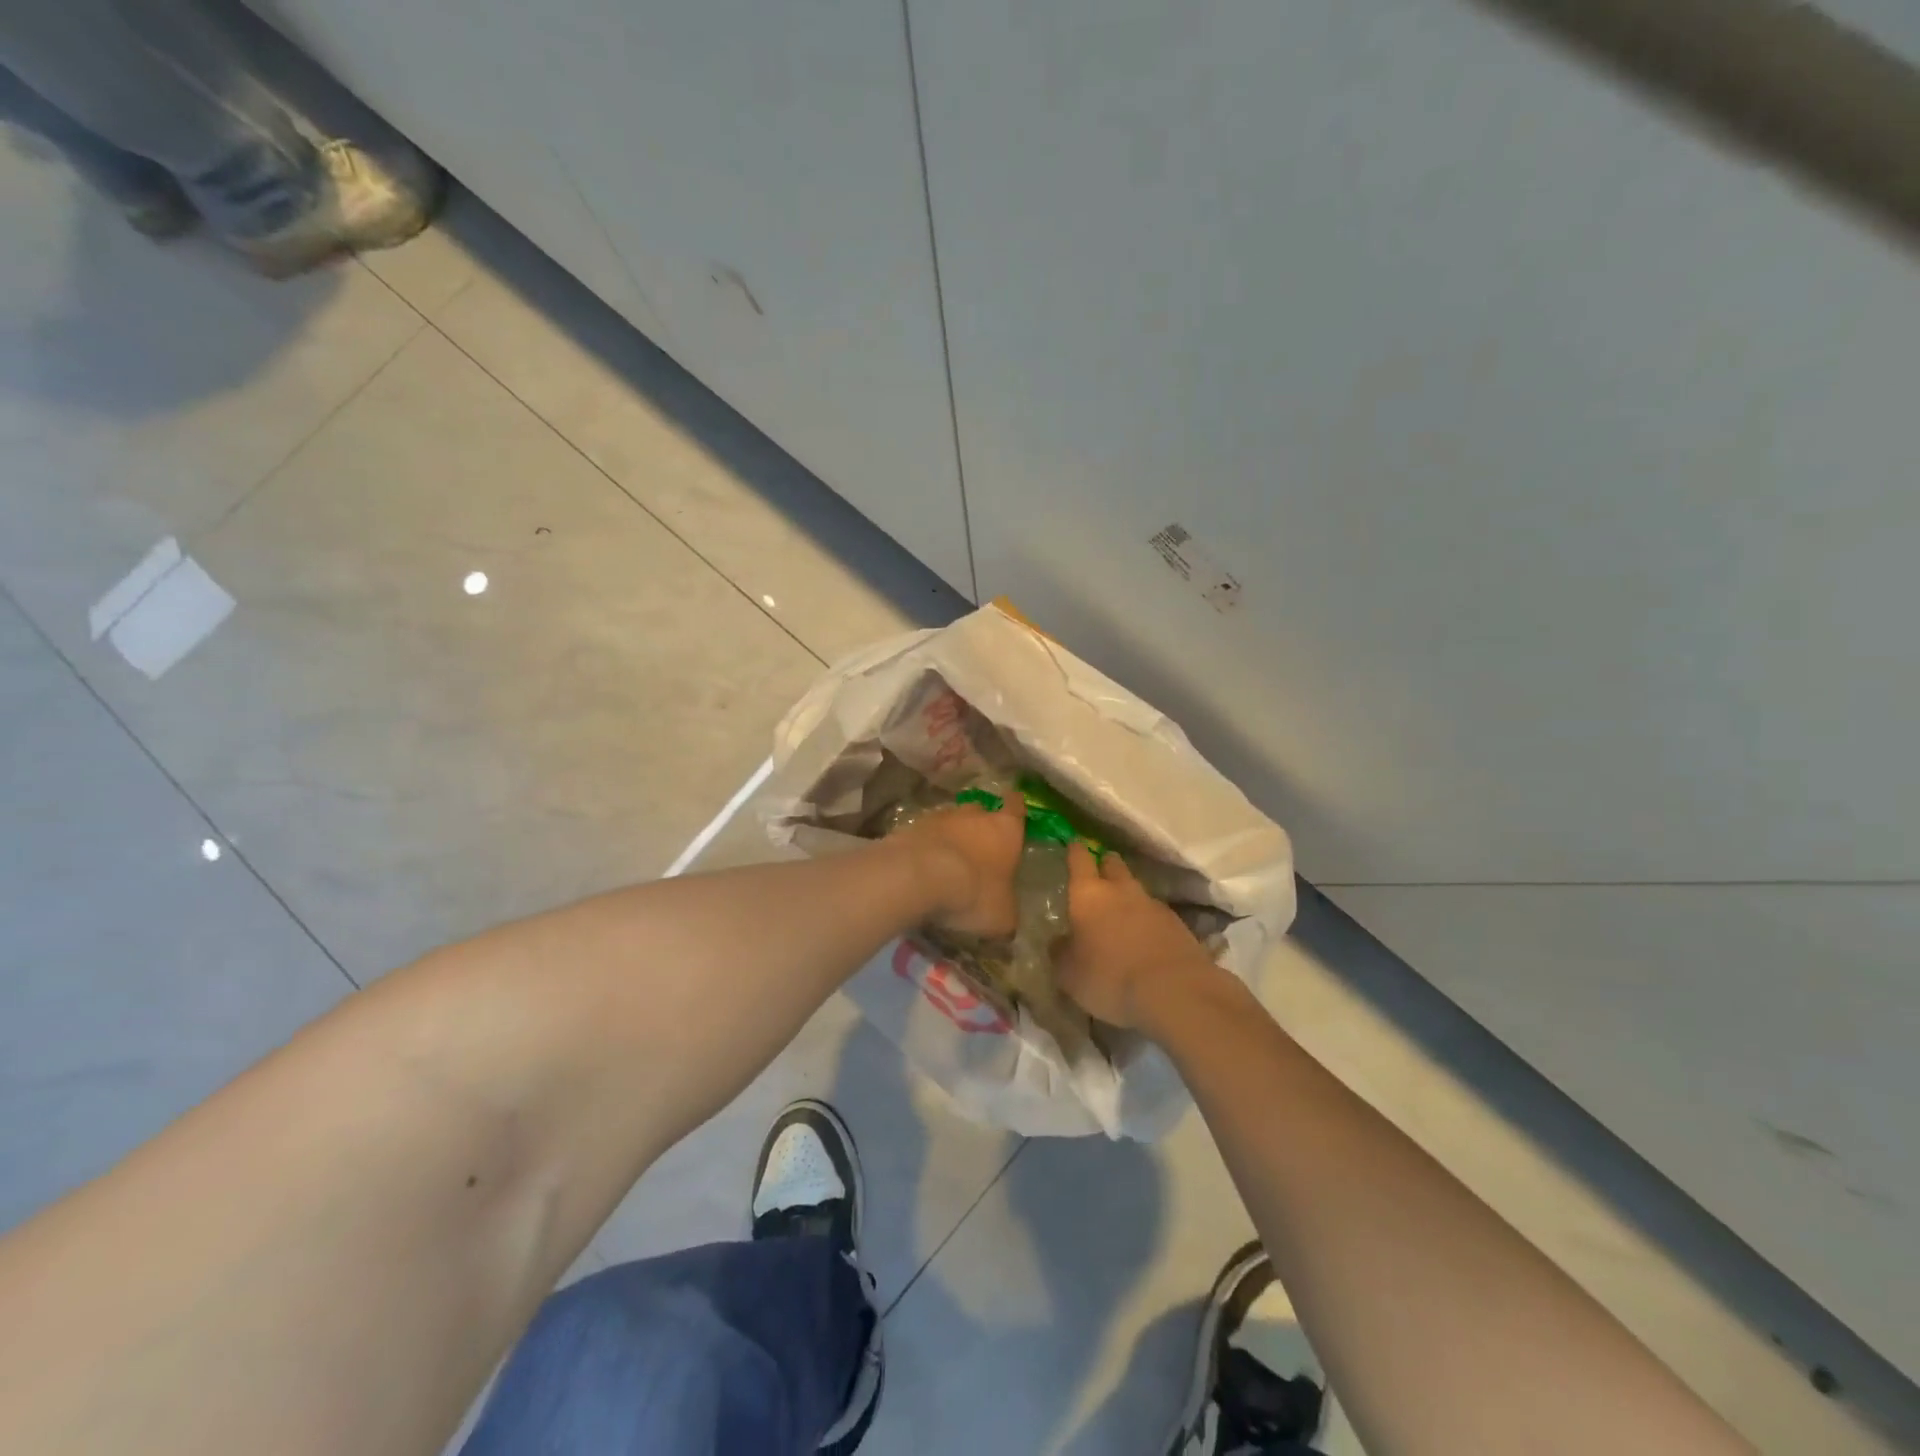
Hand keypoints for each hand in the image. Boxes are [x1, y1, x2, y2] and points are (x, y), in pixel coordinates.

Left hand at [895, 797, 1025, 937]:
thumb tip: (1006, 917)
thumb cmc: (973, 893)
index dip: (1015, 807)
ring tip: (946, 862)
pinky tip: (921, 868)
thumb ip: (1007, 910)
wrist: (917, 877)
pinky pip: (922, 835)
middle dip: (979, 825)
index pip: (1015, 807)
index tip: (1014, 807)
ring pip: (949, 821)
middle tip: (978, 847)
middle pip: (979, 811)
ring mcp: (938, 817)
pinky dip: (924, 847)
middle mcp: (974, 815)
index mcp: (1005, 829)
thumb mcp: (1002, 916)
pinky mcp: (909, 827)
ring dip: (949, 837)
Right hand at [1057, 842, 1220, 1030]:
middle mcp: (1121, 890)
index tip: (1073, 844)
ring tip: (1120, 914)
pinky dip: (1147, 920)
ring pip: (1136, 889)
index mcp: (1088, 894)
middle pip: (1113, 864)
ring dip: (1128, 896)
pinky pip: (1156, 913)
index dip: (1075, 851)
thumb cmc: (1109, 977)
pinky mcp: (1178, 924)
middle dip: (1105, 865)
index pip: (1080, 859)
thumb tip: (1059, 941)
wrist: (1174, 992)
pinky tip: (1144, 939)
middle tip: (1098, 874)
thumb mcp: (1069, 973)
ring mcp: (1153, 904)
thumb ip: (1060, 952)